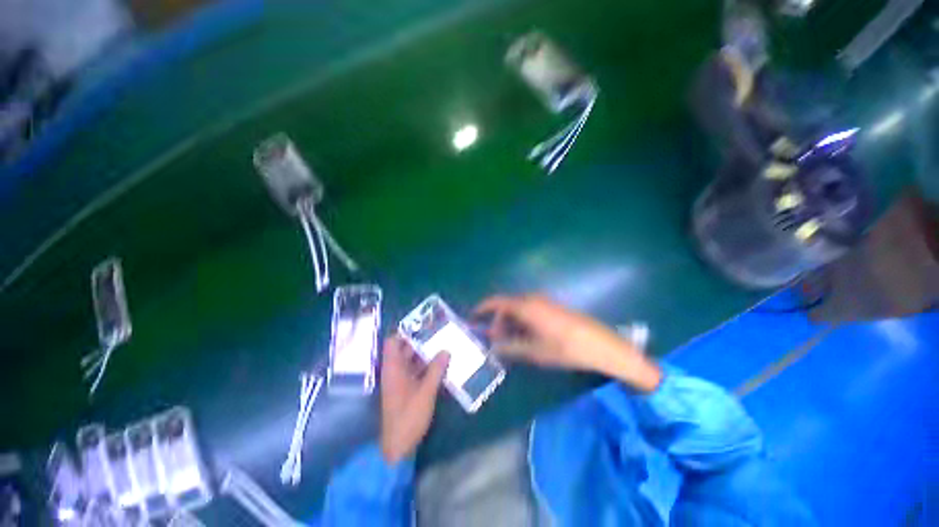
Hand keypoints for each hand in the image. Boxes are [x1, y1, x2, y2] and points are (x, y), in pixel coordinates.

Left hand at [379, 336, 449, 463]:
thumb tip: (446, 350)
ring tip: (443, 345)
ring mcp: (400, 381)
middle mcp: (394, 371)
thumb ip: (436, 369)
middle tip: (439, 333)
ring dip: (425, 354)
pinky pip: (415, 371)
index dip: (405, 332)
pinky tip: (441, 364)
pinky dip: (426, 366)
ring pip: (411, 360)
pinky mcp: (406, 390)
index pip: (393, 342)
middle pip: (404, 349)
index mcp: (393, 368)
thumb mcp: (426, 391)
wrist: (398, 447)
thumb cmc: (409, 416)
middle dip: (420, 341)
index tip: (423, 325)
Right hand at [474, 294, 661, 392]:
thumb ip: (511, 348)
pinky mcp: (553, 308)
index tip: (473, 317)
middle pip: (507, 305)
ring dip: (510, 323)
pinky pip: (530, 311)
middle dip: (497, 321)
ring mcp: (544, 302)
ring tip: (508, 342)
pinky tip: (524, 337)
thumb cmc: (566, 348)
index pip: (497, 302)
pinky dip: (521, 322)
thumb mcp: (535, 351)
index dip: (483, 308)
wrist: (601, 345)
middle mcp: (533, 299)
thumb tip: (494, 347)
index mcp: (526, 306)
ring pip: (519, 309)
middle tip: (493, 339)